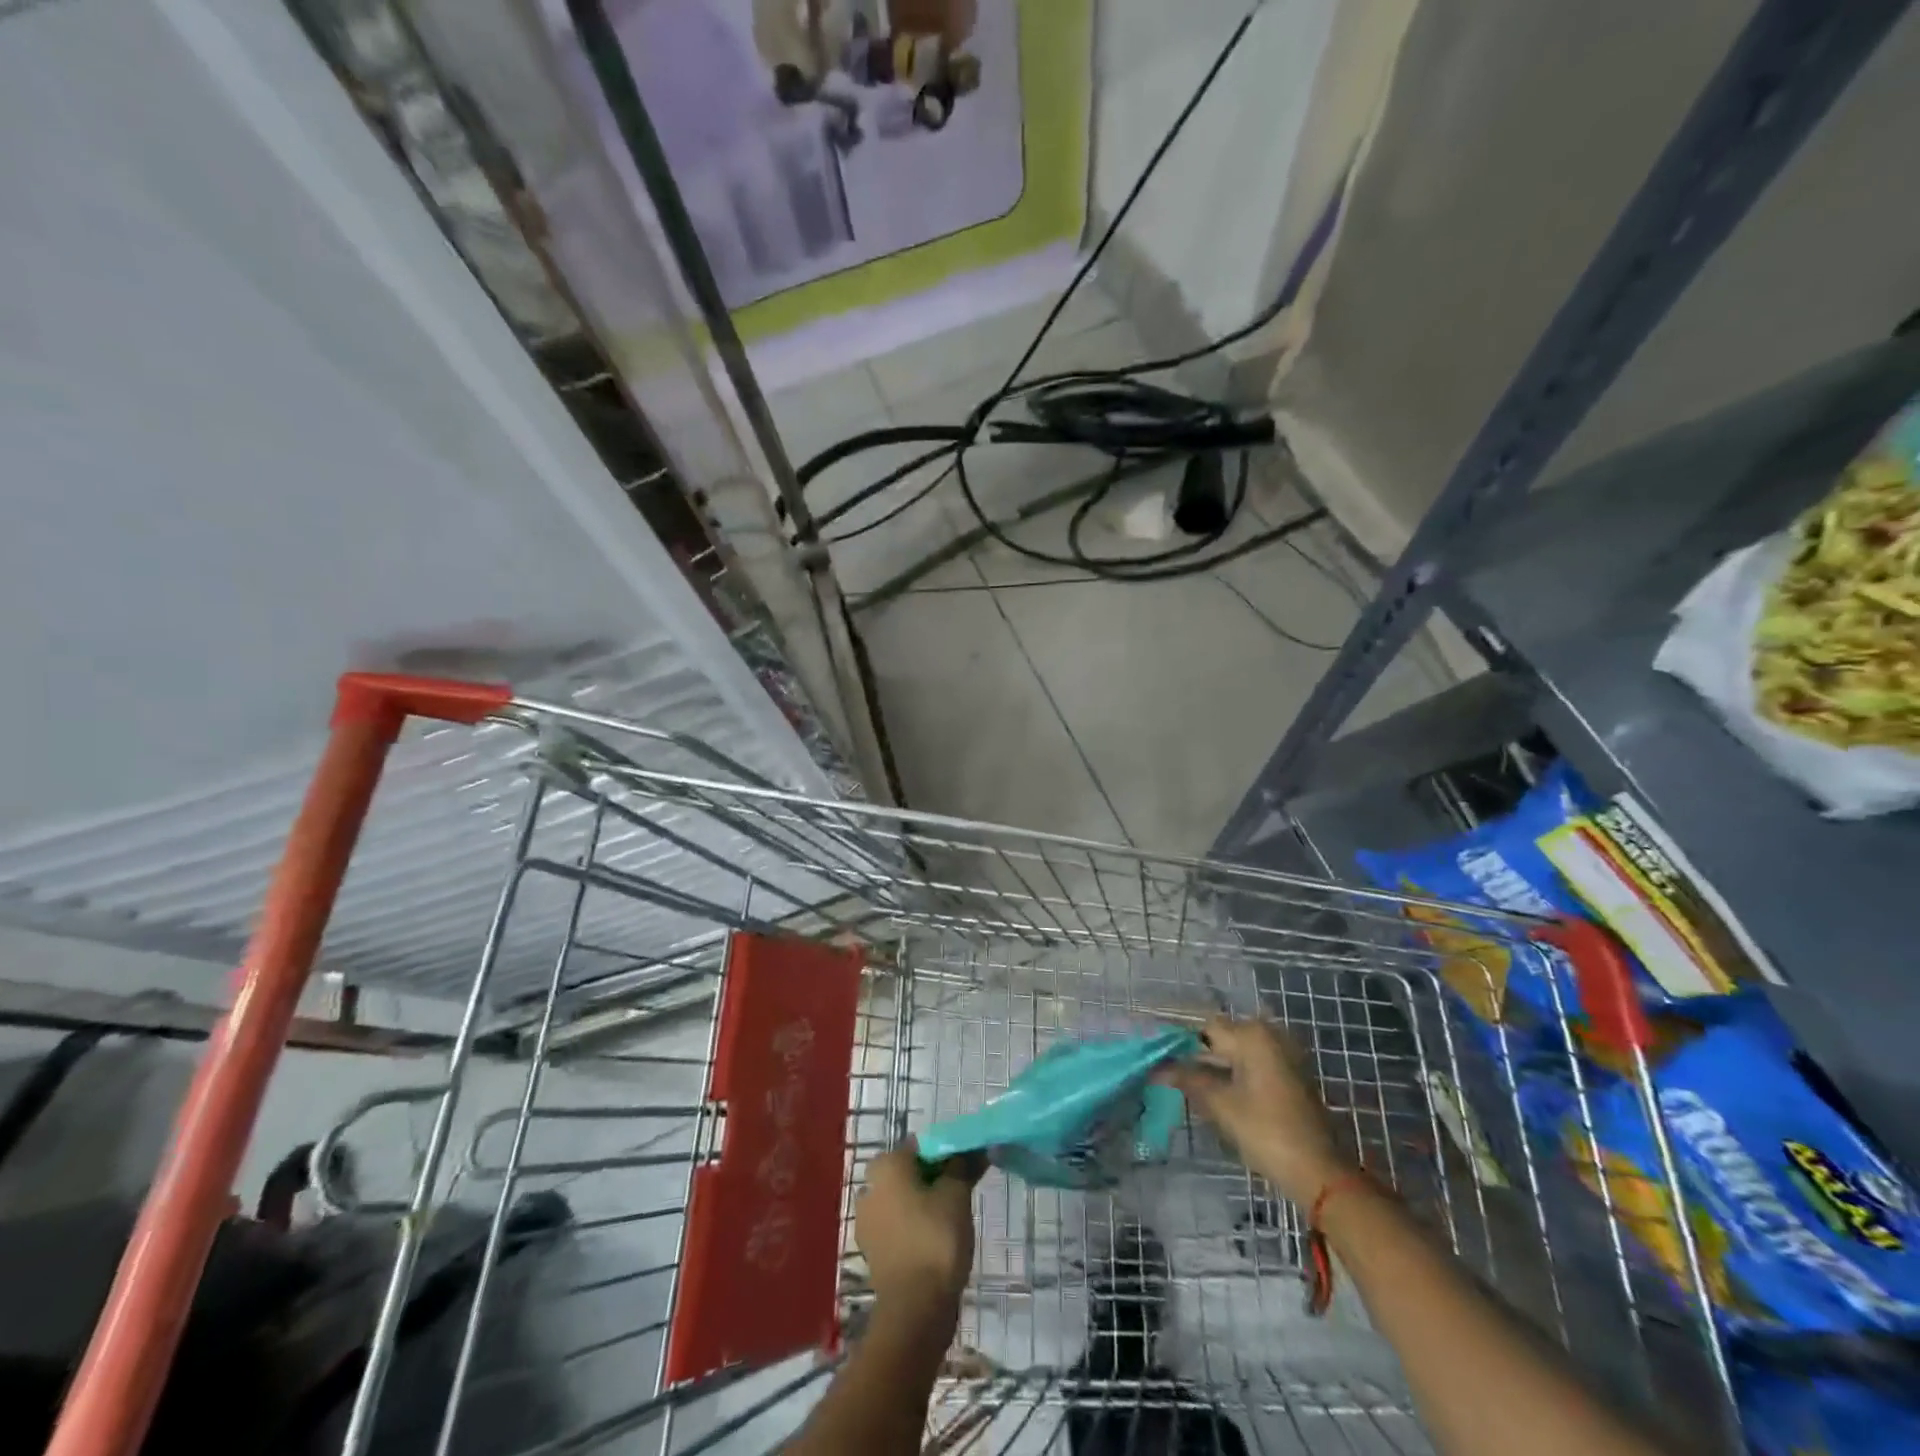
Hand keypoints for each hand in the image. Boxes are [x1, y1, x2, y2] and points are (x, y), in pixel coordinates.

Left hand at [855, 1142, 981, 1318]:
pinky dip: (915, 1225)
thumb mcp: (956, 1194)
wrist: (914, 1310)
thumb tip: (973, 1147)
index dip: (947, 1152)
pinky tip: (937, 1238)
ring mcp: (868, 1221)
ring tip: (954, 1216)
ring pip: (903, 1199)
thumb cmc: (935, 1238)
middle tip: (963, 1189)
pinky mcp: (873, 1250)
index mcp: (886, 1166)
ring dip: (925, 1201)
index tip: (968, 1165)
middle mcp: (870, 1187)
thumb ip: (962, 1165)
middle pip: (909, 1172)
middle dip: (935, 1177)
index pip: (920, 1146)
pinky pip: (898, 1225)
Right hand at [1161, 1016, 1352, 1202]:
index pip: (1204, 1028)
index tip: (1158, 1060)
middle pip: (1221, 1038)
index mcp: (1252, 1034)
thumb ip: (1187, 1079)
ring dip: (1214, 1068)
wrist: (1320, 1173)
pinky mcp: (1290, 1075)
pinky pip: (1252, 1065)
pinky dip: (1233, 1076)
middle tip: (1170, 1076)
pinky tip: (1216, 1096)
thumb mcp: (1220, 1105)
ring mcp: (1283, 1055)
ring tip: (1188, 1088)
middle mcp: (1269, 1035)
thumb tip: (1157, 1068)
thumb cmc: (1266, 1132)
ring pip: (1236, 1053)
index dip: (1179, 1043)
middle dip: (1196, 1056)